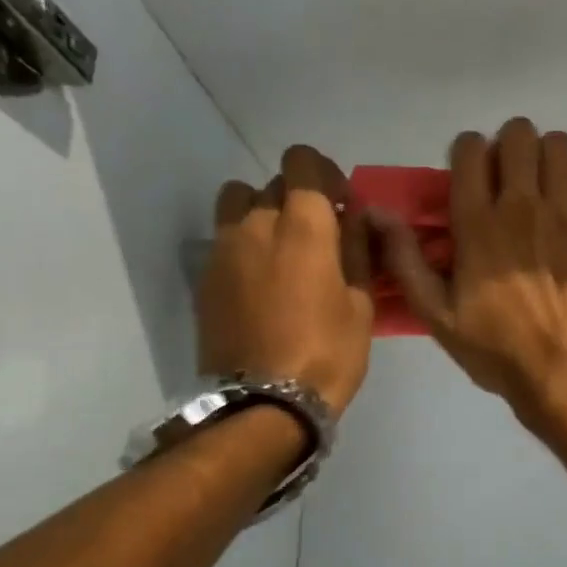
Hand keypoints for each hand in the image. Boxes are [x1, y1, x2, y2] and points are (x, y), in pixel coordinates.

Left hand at [199, 145, 374, 416]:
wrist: (264, 405)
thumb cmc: (328, 354)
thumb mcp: (361, 304)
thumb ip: (358, 249)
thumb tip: (355, 216)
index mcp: (302, 226)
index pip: (301, 162)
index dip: (323, 172)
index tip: (341, 203)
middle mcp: (256, 224)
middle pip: (272, 183)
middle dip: (299, 197)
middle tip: (319, 234)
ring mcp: (223, 250)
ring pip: (238, 202)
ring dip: (262, 212)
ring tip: (281, 249)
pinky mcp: (204, 277)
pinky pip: (225, 239)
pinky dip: (244, 244)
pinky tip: (261, 282)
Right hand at [369, 119, 566, 427]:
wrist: (564, 372)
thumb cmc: (496, 349)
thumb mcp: (436, 314)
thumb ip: (405, 259)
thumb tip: (376, 212)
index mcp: (477, 222)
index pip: (470, 148)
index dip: (468, 152)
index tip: (471, 176)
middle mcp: (522, 204)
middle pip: (519, 134)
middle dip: (512, 146)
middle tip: (512, 177)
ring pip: (561, 146)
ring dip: (552, 158)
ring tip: (550, 187)